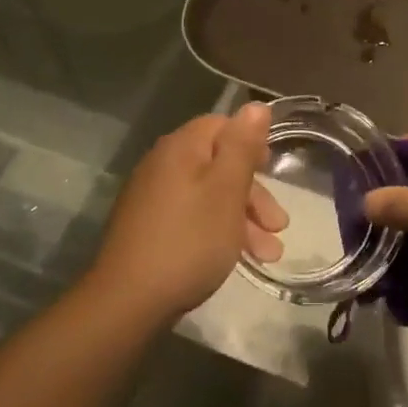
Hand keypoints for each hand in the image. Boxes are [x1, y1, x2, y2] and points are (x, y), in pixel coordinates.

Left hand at [89, 103, 285, 325]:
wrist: (128, 301)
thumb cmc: (189, 240)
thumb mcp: (226, 191)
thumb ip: (242, 146)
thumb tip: (256, 105)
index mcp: (181, 148)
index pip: (222, 126)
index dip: (251, 144)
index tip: (273, 173)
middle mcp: (163, 164)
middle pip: (218, 163)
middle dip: (253, 194)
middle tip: (279, 226)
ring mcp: (152, 197)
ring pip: (209, 195)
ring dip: (242, 219)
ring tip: (269, 255)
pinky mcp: (149, 228)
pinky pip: (192, 217)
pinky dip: (219, 231)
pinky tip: (237, 258)